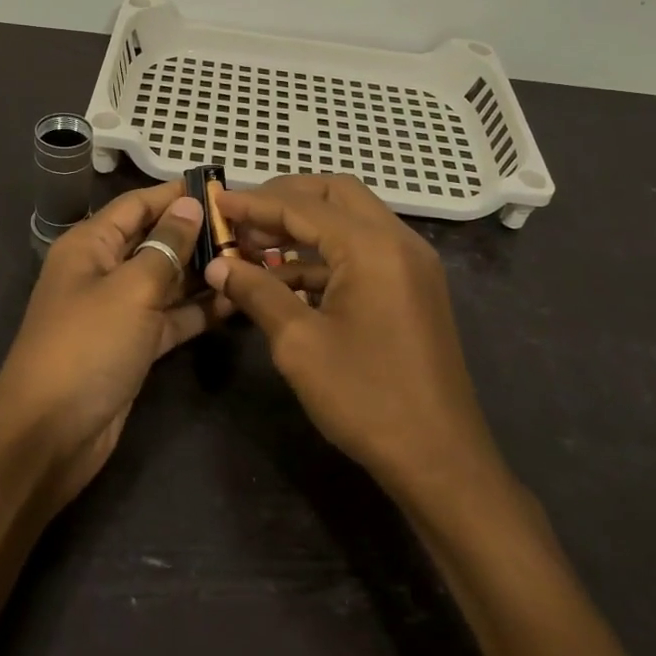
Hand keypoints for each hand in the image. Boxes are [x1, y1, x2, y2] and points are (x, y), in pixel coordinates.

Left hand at [0, 181, 219, 508]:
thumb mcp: (131, 289)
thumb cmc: (88, 346)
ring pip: (168, 280)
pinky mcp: (134, 345)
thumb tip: (189, 205)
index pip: (138, 205)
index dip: (177, 195)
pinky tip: (237, 301)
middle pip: (156, 241)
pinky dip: (199, 310)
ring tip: (254, 262)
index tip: (223, 190)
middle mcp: (104, 270)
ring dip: (204, 273)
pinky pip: (171, 317)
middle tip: (251, 231)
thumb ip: (166, 246)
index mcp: (91, 245)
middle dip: (198, 235)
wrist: (50, 435)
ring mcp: (119, 310)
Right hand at [204, 175, 502, 497]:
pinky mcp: (413, 288)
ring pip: (351, 221)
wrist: (440, 460)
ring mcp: (411, 264)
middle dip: (285, 199)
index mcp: (373, 246)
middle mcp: (398, 241)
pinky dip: (325, 255)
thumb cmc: (366, 398)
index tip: (215, 201)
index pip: (303, 205)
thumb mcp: (299, 344)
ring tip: (255, 248)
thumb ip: (257, 292)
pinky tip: (287, 279)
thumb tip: (217, 265)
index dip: (255, 202)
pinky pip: (363, 252)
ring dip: (304, 228)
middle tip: (242, 218)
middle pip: (335, 195)